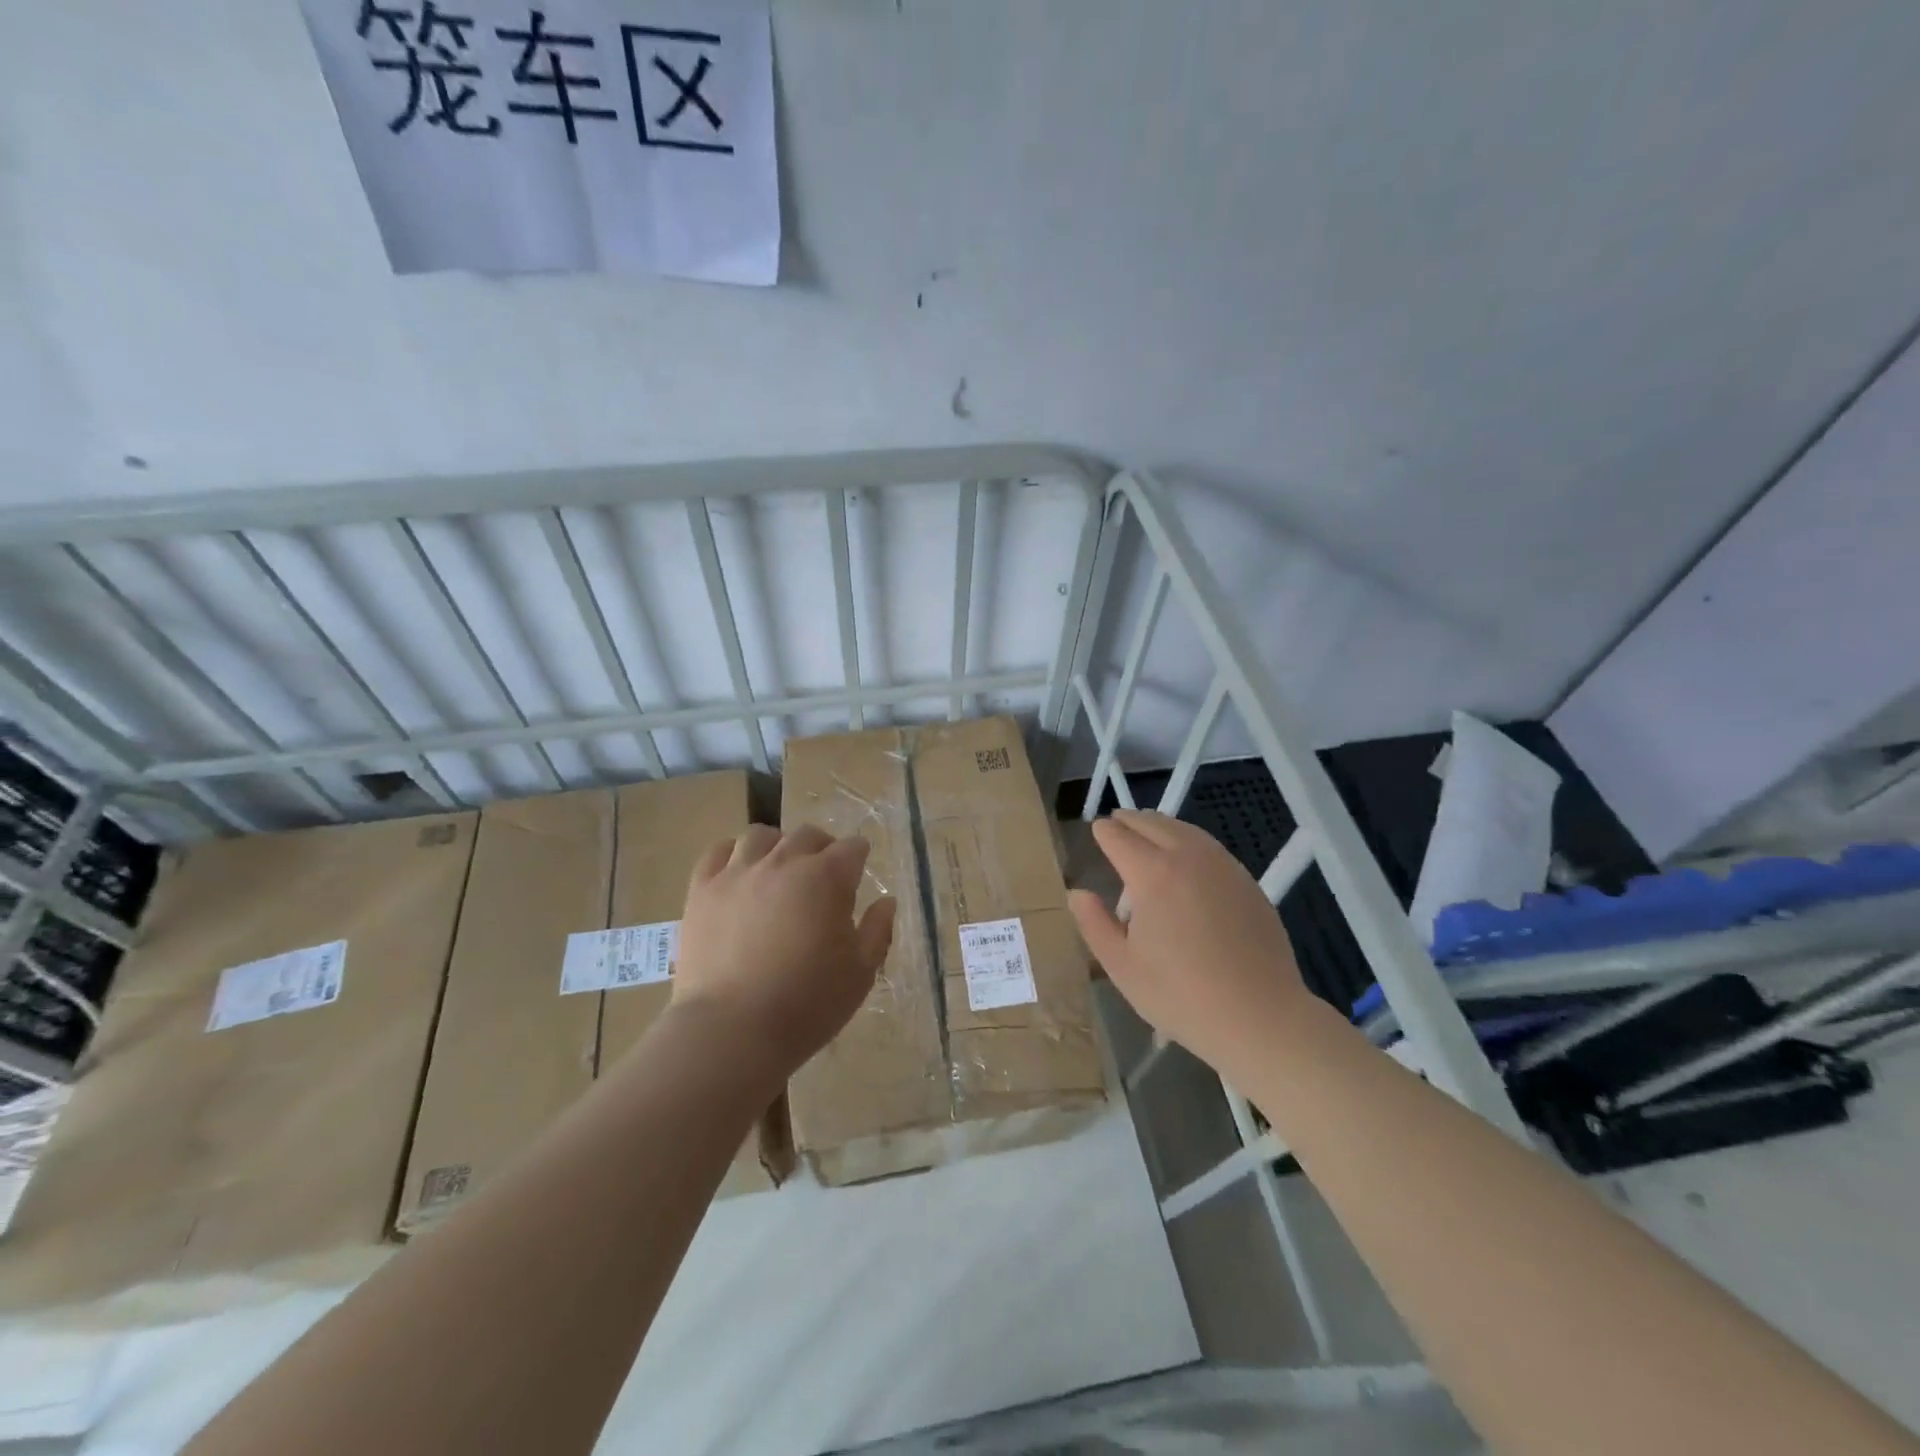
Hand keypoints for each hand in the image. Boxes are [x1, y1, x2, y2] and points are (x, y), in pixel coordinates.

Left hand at [672, 824, 896, 1080]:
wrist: (732, 1031)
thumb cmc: (807, 1004)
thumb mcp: (860, 973)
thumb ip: (877, 930)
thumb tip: (885, 901)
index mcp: (827, 878)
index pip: (852, 848)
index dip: (859, 858)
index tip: (858, 873)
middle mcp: (783, 862)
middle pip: (808, 835)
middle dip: (822, 848)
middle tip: (822, 875)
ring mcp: (738, 872)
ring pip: (760, 836)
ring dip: (777, 845)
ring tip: (778, 869)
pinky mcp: (702, 889)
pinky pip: (717, 852)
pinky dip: (732, 855)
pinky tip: (738, 874)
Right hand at [1069, 810, 1310, 1079]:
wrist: (1260, 1017)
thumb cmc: (1180, 995)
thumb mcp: (1122, 966)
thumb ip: (1094, 923)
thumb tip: (1077, 893)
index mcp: (1152, 874)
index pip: (1118, 837)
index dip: (1103, 832)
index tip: (1095, 833)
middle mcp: (1188, 857)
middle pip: (1152, 823)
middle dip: (1129, 821)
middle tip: (1115, 825)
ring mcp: (1223, 865)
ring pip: (1184, 829)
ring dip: (1160, 826)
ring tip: (1146, 835)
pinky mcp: (1247, 880)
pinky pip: (1208, 846)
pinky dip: (1188, 841)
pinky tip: (1185, 861)